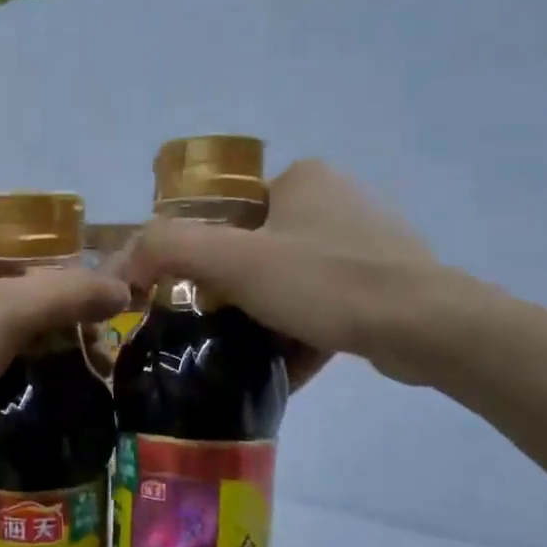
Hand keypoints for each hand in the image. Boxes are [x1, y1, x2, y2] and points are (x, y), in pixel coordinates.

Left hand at [0, 228, 126, 454]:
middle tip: (93, 347)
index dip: (67, 281)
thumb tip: (123, 289)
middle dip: (57, 316)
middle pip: (16, 284)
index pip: (25, 250)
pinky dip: (12, 356)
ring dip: (40, 339)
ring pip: (1, 316)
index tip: (98, 316)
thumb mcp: (9, 315)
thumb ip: (68, 294)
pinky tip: (38, 376)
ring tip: (77, 365)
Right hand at [116, 159, 453, 385]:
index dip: (199, 253)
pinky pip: (322, 306)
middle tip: (210, 328)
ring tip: (240, 352)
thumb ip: (170, 249)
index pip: (226, 211)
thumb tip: (121, 259)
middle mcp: (335, 200)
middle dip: (230, 292)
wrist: (424, 327)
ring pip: (289, 282)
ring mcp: (364, 242)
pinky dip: (299, 334)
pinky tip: (282, 366)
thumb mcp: (234, 261)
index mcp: (301, 179)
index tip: (186, 295)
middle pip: (256, 250)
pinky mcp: (383, 283)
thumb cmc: (324, 282)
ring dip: (262, 318)